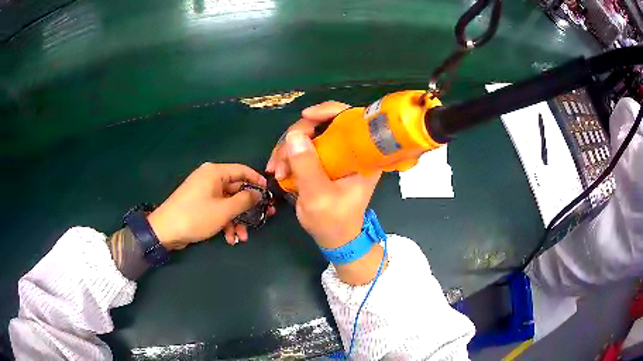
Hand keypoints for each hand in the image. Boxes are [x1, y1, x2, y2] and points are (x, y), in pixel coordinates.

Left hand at [147, 163, 270, 249]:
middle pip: (236, 189)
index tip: (269, 195)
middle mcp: (210, 179)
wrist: (165, 230)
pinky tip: (230, 238)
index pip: (243, 170)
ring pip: (228, 203)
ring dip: (237, 220)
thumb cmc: (196, 216)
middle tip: (263, 218)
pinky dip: (225, 222)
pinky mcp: (200, 205)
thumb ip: (244, 200)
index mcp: (215, 173)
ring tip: (242, 237)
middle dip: (248, 208)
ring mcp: (204, 192)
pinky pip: (218, 210)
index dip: (258, 181)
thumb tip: (259, 193)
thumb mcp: (224, 210)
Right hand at [272, 102, 384, 284]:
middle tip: (281, 160)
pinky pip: (302, 147)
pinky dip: (287, 156)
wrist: (335, 237)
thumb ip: (307, 166)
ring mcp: (336, 154)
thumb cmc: (334, 221)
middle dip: (296, 138)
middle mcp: (351, 150)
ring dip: (287, 149)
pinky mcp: (324, 161)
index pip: (351, 118)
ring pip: (308, 135)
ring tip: (277, 171)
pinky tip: (278, 170)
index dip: (328, 111)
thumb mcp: (319, 197)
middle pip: (323, 124)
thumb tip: (294, 135)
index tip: (305, 117)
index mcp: (363, 156)